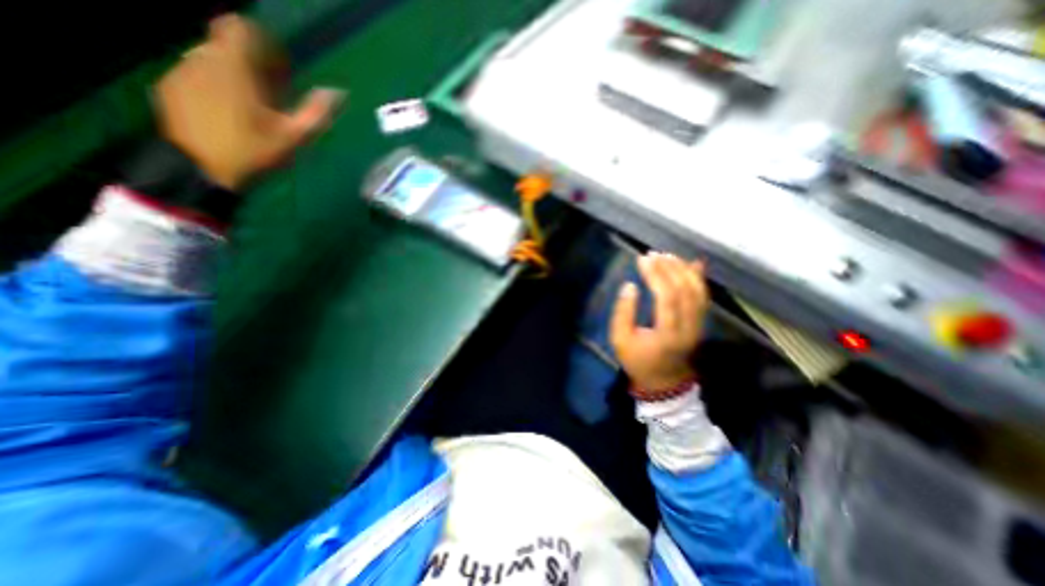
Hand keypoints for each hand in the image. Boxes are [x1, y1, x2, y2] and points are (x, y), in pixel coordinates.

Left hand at [154, 16, 341, 186]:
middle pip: (226, 45)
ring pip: (210, 59)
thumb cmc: (254, 151)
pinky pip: (195, 74)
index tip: (277, 64)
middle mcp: (202, 59)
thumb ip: (316, 112)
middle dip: (250, 62)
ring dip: (231, 74)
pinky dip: (213, 85)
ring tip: (249, 105)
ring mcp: (181, 72)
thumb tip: (337, 92)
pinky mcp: (169, 86)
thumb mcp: (294, 136)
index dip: (260, 39)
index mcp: (235, 67)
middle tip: (270, 92)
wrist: (202, 170)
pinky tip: (225, 113)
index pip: (239, 27)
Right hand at [613, 252, 709, 393]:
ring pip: (697, 291)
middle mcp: (689, 327)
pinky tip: (694, 263)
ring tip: (667, 256)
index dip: (655, 275)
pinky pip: (703, 297)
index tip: (642, 259)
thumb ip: (623, 312)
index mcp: (667, 334)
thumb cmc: (638, 360)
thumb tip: (630, 286)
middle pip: (685, 290)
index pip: (666, 297)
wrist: (663, 381)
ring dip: (683, 270)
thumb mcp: (620, 340)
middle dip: (668, 268)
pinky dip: (699, 278)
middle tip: (653, 254)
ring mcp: (699, 325)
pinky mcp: (700, 323)